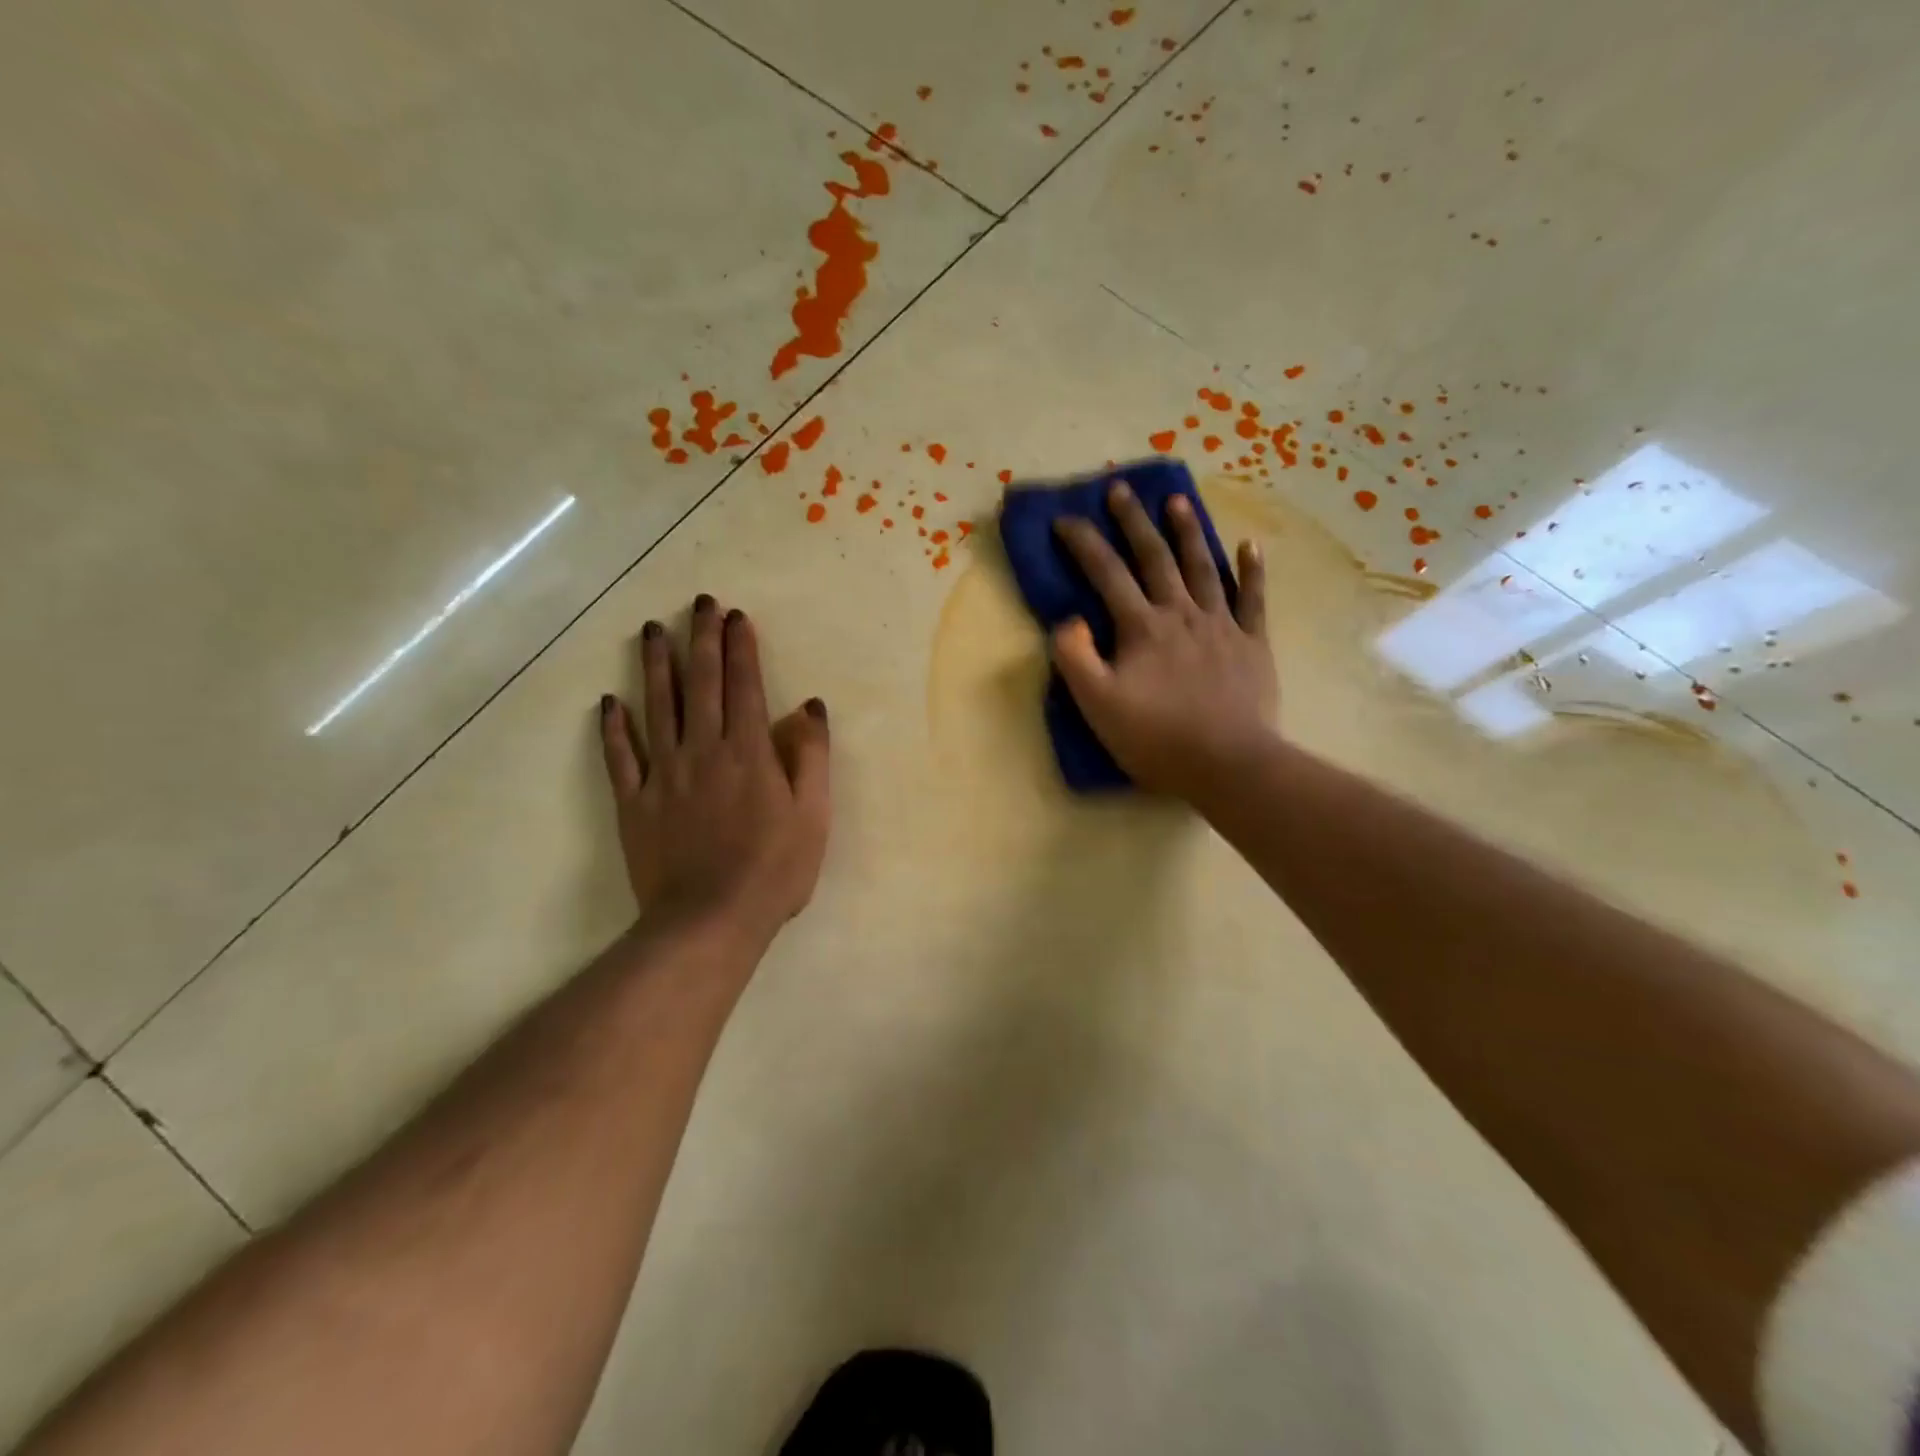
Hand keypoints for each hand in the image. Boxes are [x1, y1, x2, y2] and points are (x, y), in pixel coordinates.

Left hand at [598, 595, 830, 950]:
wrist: (710, 921)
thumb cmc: (773, 870)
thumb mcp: (813, 815)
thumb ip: (812, 757)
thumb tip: (810, 707)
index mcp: (749, 753)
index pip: (744, 686)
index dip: (740, 648)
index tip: (736, 616)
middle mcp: (703, 751)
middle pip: (700, 684)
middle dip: (701, 639)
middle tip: (699, 603)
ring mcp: (663, 775)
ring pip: (657, 708)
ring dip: (655, 666)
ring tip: (653, 630)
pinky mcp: (634, 803)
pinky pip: (620, 758)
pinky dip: (613, 729)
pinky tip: (610, 702)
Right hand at [1051, 484, 1274, 799]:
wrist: (1228, 764)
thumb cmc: (1157, 739)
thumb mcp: (1098, 705)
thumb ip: (1075, 658)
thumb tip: (1068, 620)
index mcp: (1142, 627)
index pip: (1107, 573)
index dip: (1084, 543)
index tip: (1065, 520)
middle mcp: (1181, 614)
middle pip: (1155, 558)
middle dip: (1134, 521)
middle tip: (1120, 490)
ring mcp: (1221, 625)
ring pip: (1202, 567)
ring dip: (1187, 532)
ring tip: (1177, 502)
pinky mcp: (1252, 644)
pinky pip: (1253, 599)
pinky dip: (1251, 570)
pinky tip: (1250, 545)